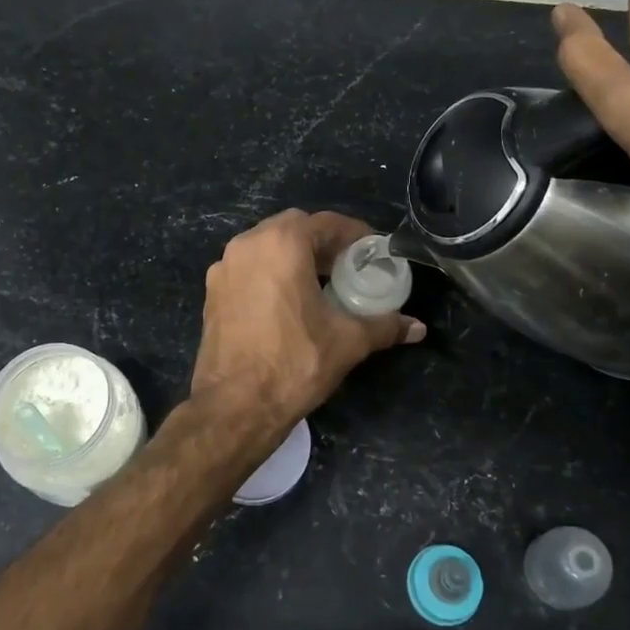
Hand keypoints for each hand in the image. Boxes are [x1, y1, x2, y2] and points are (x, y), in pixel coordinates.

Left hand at [190, 210, 424, 447]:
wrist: (235, 406)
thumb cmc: (294, 363)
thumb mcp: (347, 341)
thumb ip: (384, 326)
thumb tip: (418, 327)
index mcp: (281, 244)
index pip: (325, 223)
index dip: (354, 234)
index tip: (373, 250)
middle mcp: (247, 245)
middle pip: (292, 228)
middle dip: (322, 242)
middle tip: (347, 265)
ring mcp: (224, 268)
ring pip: (266, 247)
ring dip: (294, 256)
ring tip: (320, 282)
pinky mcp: (212, 293)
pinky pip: (247, 268)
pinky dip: (270, 273)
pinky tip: (288, 301)